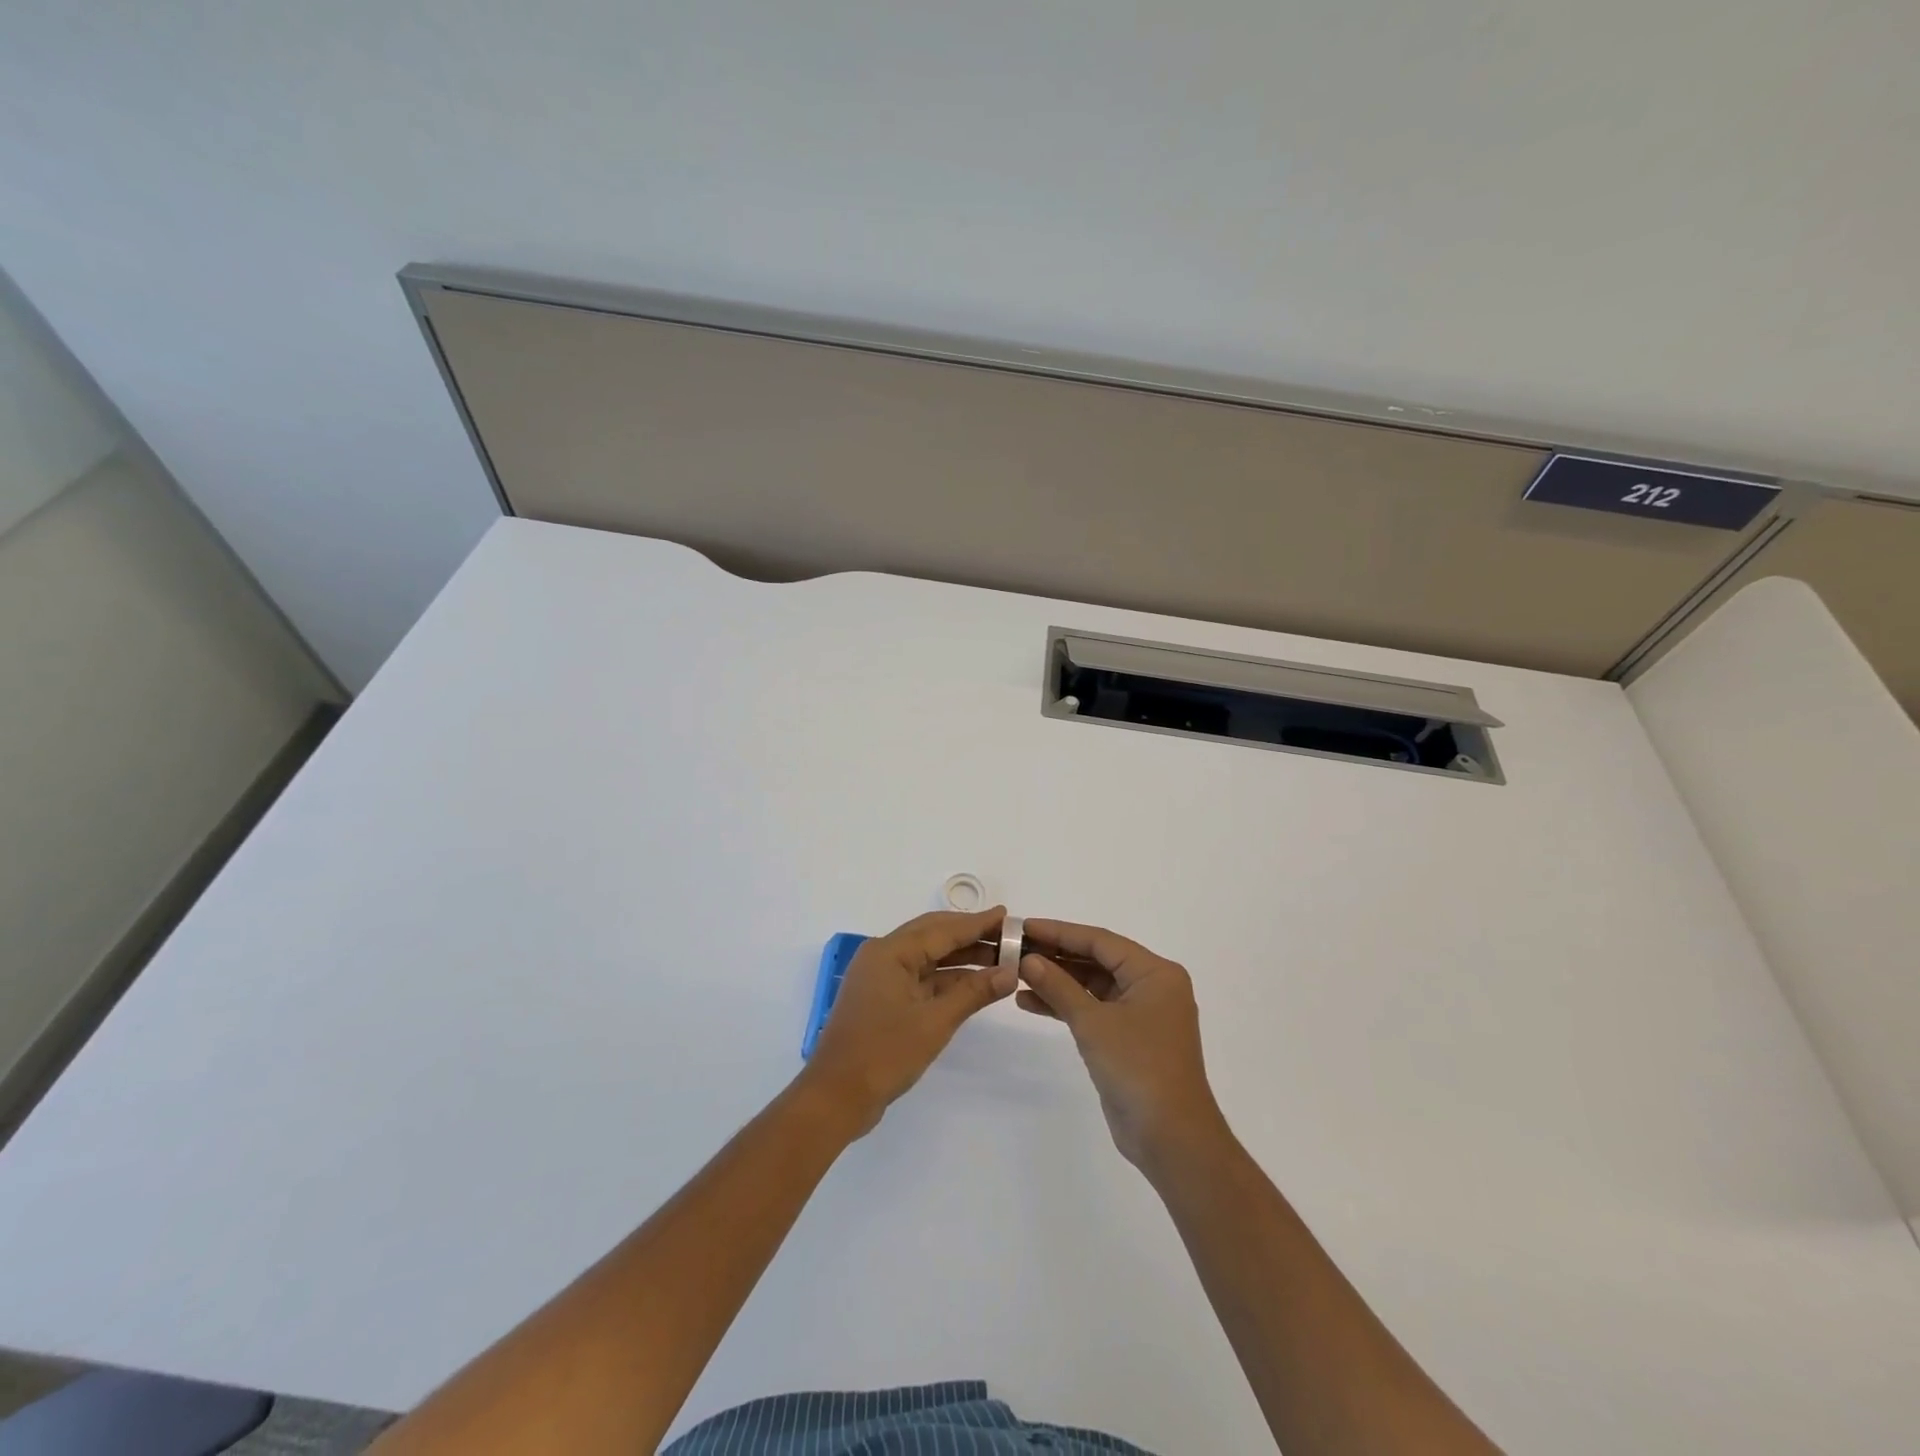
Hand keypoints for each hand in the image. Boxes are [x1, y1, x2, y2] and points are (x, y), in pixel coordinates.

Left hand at [800, 908, 1016, 1135]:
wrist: (836, 1097)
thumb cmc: (884, 1053)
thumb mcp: (935, 1022)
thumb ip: (973, 993)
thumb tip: (1010, 972)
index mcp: (890, 951)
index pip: (942, 929)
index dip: (978, 923)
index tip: (1007, 915)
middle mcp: (883, 955)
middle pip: (934, 936)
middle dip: (972, 936)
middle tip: (1008, 936)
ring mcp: (881, 978)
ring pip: (929, 958)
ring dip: (962, 959)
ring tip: (1000, 960)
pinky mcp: (883, 999)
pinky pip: (921, 978)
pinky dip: (947, 980)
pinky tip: (975, 984)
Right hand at [1017, 919, 1225, 1171]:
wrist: (1171, 1139)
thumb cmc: (1138, 1068)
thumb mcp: (1093, 1023)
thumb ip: (1059, 987)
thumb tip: (1028, 960)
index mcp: (1155, 973)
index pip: (1100, 940)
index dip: (1059, 932)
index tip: (1024, 927)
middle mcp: (1151, 986)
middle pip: (1096, 960)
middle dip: (1055, 955)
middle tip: (1015, 949)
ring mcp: (1141, 1014)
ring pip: (1092, 985)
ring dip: (1057, 981)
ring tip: (1016, 975)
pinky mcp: (1129, 1038)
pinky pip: (1093, 1009)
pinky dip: (1066, 1006)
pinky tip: (1030, 1002)